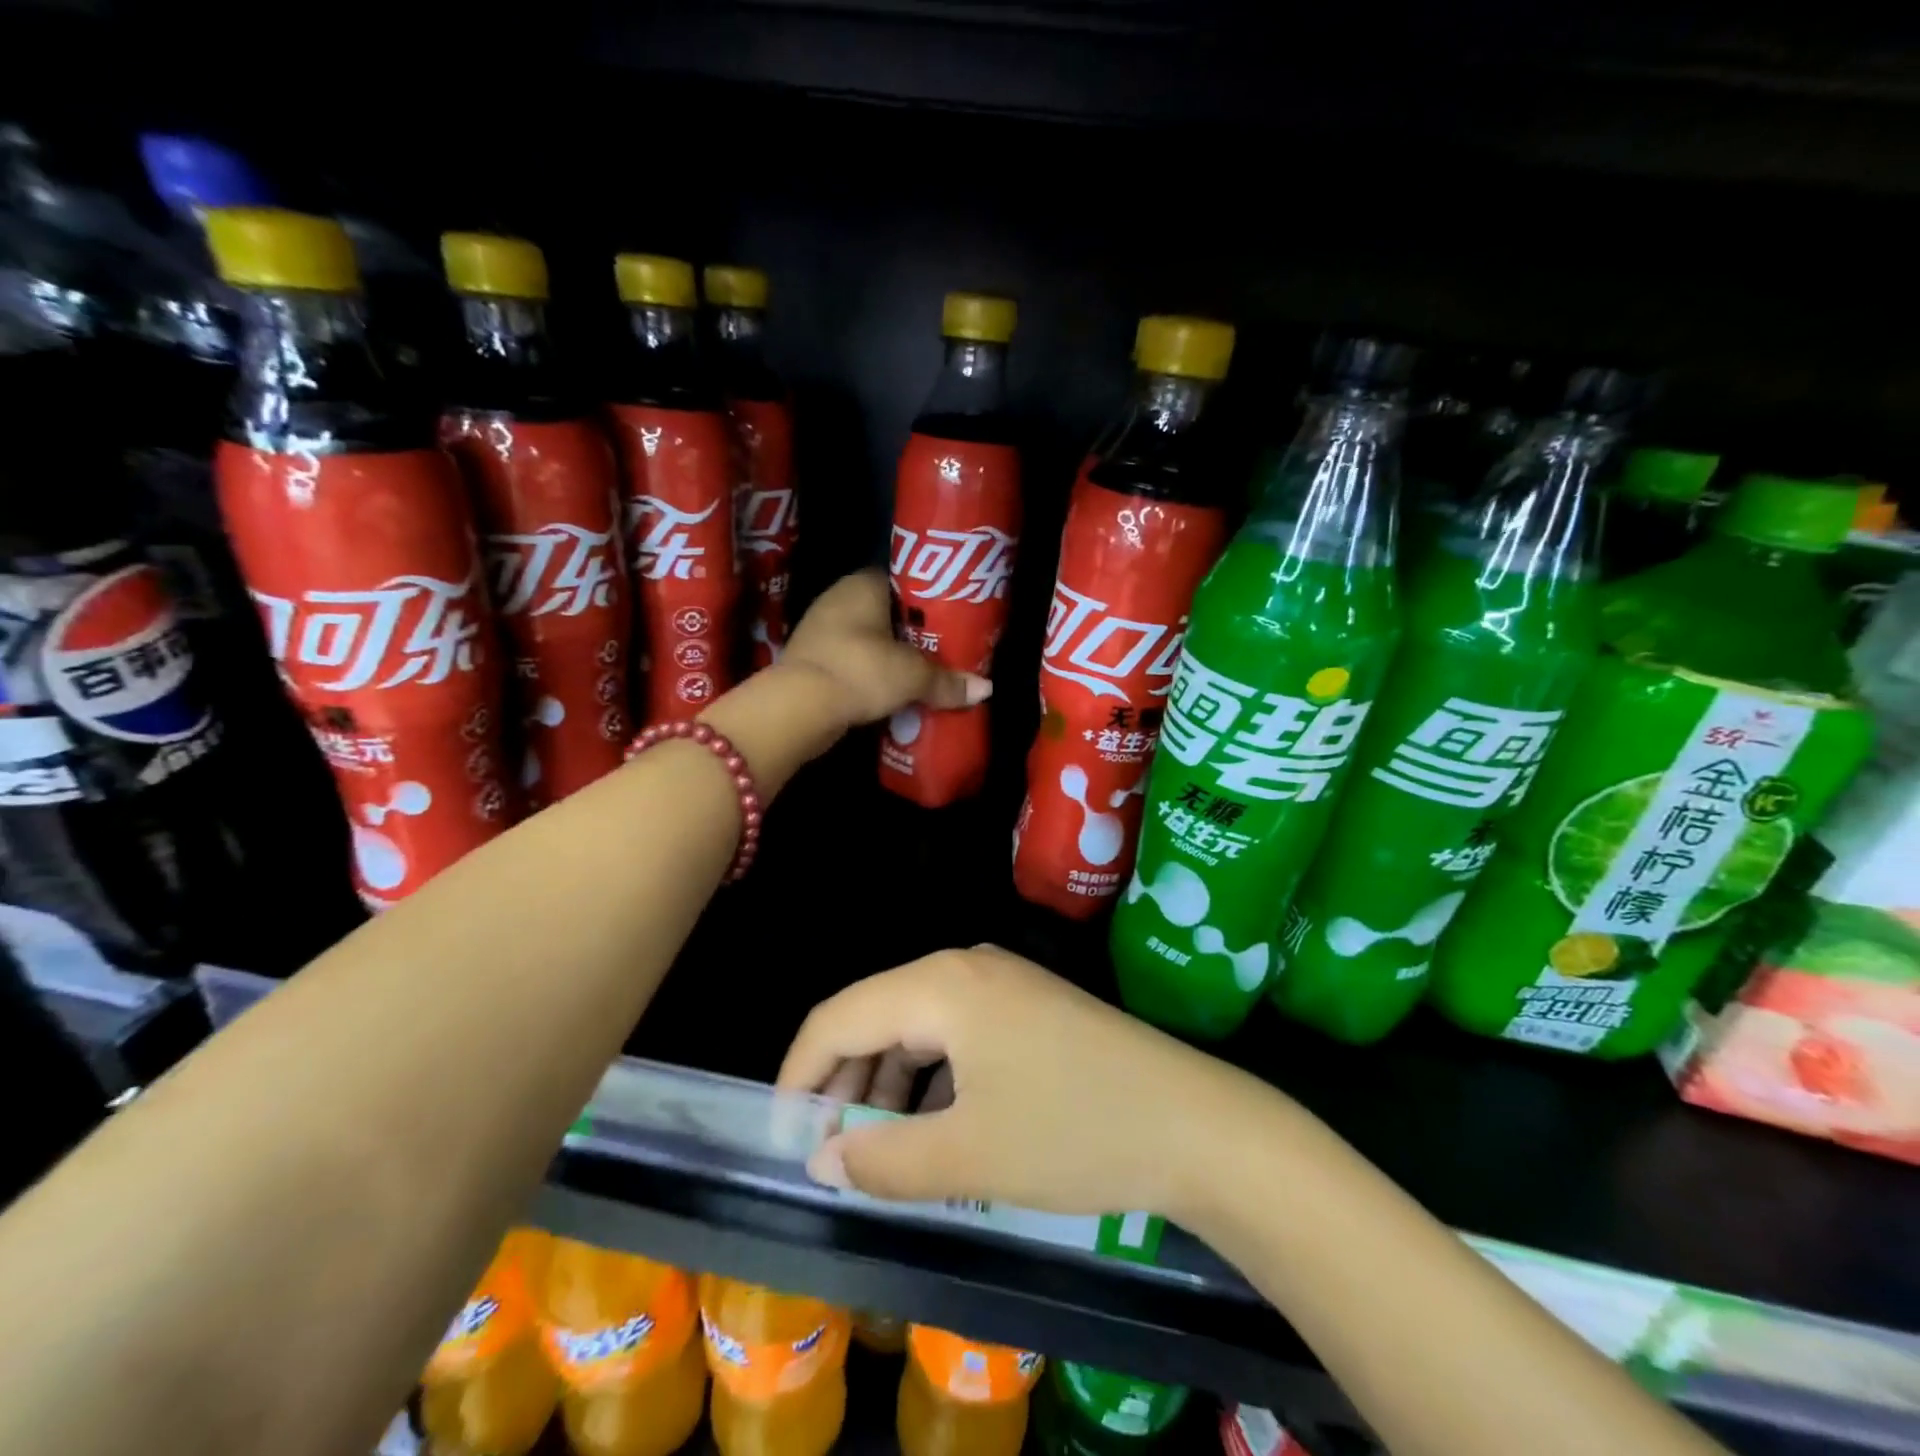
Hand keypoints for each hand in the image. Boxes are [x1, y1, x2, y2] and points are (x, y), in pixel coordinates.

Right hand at [777, 946, 1269, 1219]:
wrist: (1196, 1123)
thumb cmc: (1073, 1132)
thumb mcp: (968, 1157)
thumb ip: (881, 1160)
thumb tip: (820, 1161)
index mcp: (940, 985)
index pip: (838, 1018)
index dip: (800, 1076)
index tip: (784, 1139)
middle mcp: (964, 966)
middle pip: (875, 1016)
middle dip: (844, 1084)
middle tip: (831, 1154)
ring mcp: (1001, 982)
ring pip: (916, 1026)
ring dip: (888, 1085)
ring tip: (881, 1151)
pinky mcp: (1027, 1006)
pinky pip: (955, 1034)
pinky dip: (930, 1079)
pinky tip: (936, 1126)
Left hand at [782, 569, 989, 728]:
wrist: (799, 706)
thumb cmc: (861, 670)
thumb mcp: (912, 676)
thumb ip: (947, 681)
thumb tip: (985, 689)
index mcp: (862, 585)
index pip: (901, 579)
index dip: (927, 596)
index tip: (950, 616)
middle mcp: (838, 599)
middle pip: (886, 611)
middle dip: (912, 631)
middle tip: (943, 648)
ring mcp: (820, 630)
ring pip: (868, 638)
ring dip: (890, 655)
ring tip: (923, 672)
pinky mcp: (812, 661)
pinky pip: (852, 661)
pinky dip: (870, 673)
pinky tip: (891, 690)